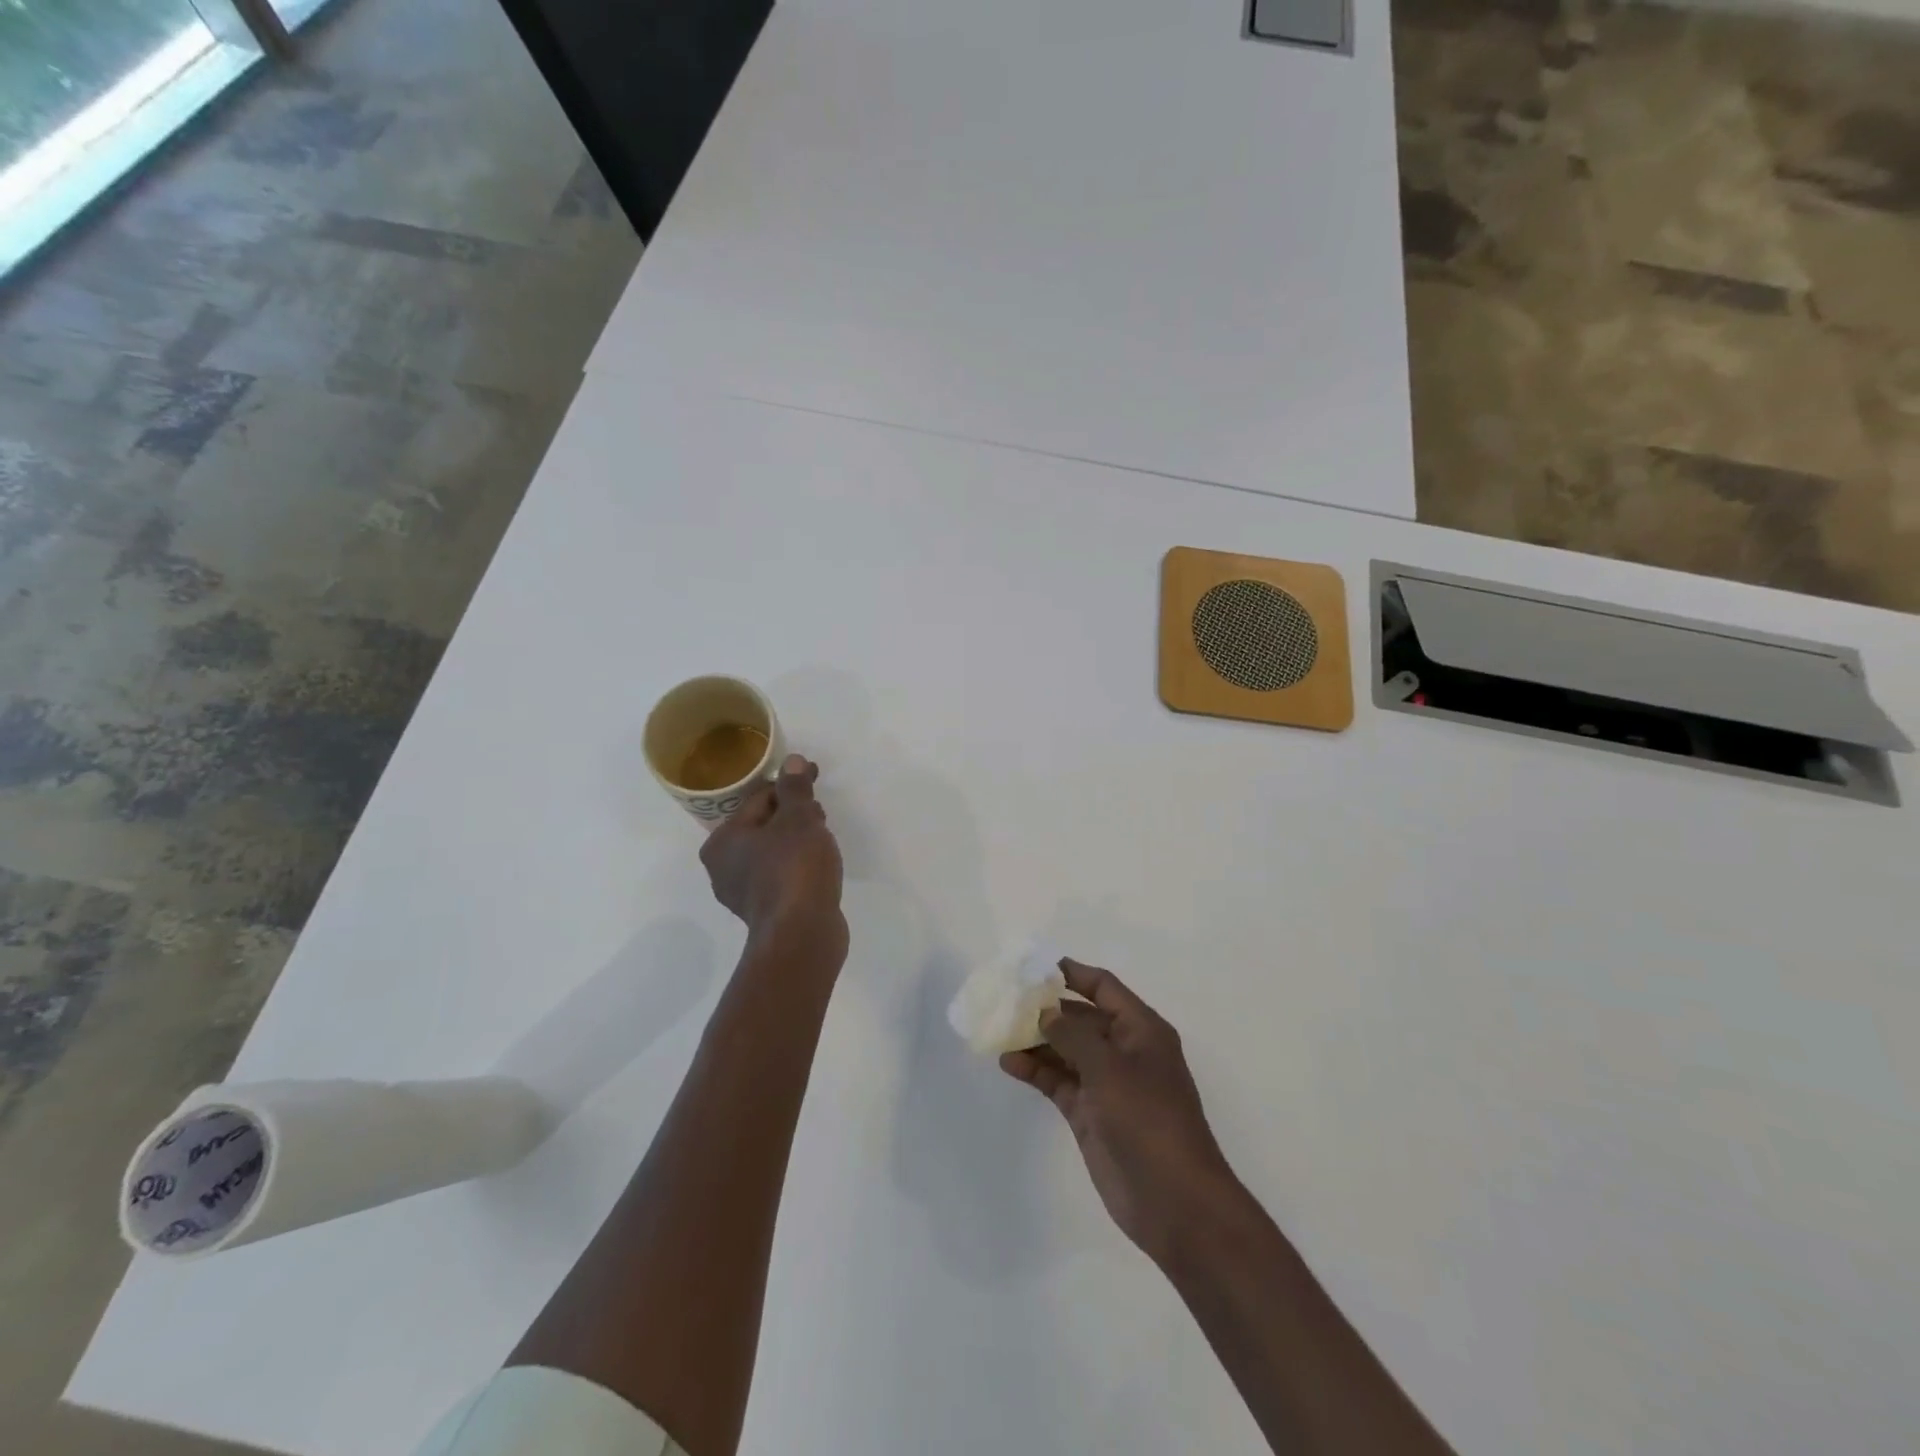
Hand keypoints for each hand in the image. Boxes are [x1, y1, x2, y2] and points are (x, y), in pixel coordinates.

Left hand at [700, 755, 846, 957]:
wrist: (802, 933)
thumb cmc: (794, 867)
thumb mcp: (798, 818)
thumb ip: (795, 788)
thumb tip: (793, 761)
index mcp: (722, 841)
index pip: (757, 799)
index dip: (789, 785)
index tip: (815, 777)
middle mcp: (723, 867)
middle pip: (763, 825)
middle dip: (793, 813)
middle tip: (821, 812)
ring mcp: (742, 893)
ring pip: (773, 851)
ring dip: (797, 839)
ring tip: (824, 837)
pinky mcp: (765, 911)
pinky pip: (781, 874)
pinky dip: (798, 864)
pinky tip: (819, 865)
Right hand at [1001, 959, 1239, 1264]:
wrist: (1174, 1201)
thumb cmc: (1148, 1120)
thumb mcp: (1110, 1068)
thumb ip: (1073, 1035)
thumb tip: (1045, 1012)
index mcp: (1141, 1030)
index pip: (1103, 987)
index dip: (1072, 973)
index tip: (1034, 965)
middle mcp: (1124, 1051)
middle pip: (1080, 1017)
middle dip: (1046, 1007)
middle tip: (1005, 998)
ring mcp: (1106, 1084)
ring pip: (1065, 1050)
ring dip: (1036, 1039)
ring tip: (998, 1028)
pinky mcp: (1090, 1113)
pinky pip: (1059, 1081)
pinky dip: (1036, 1071)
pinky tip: (1008, 1062)